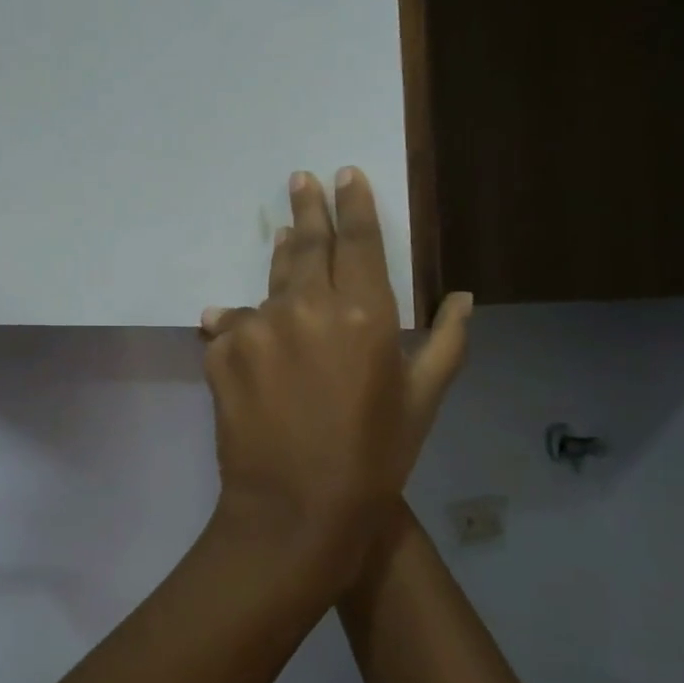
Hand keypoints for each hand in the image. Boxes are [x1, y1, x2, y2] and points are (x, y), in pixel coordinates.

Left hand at [200, 168, 472, 586]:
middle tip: (302, 179)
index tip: (345, 174)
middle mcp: (306, 306)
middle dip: (308, 208)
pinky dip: (244, 324)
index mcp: (364, 313)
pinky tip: (245, 329)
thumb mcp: (422, 401)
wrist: (295, 508)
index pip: (358, 241)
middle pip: (307, 244)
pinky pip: (234, 324)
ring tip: (286, 234)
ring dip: (280, 256)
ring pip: (270, 280)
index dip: (354, 204)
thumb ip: (446, 341)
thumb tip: (463, 296)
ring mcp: (257, 325)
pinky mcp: (220, 348)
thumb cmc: (374, 459)